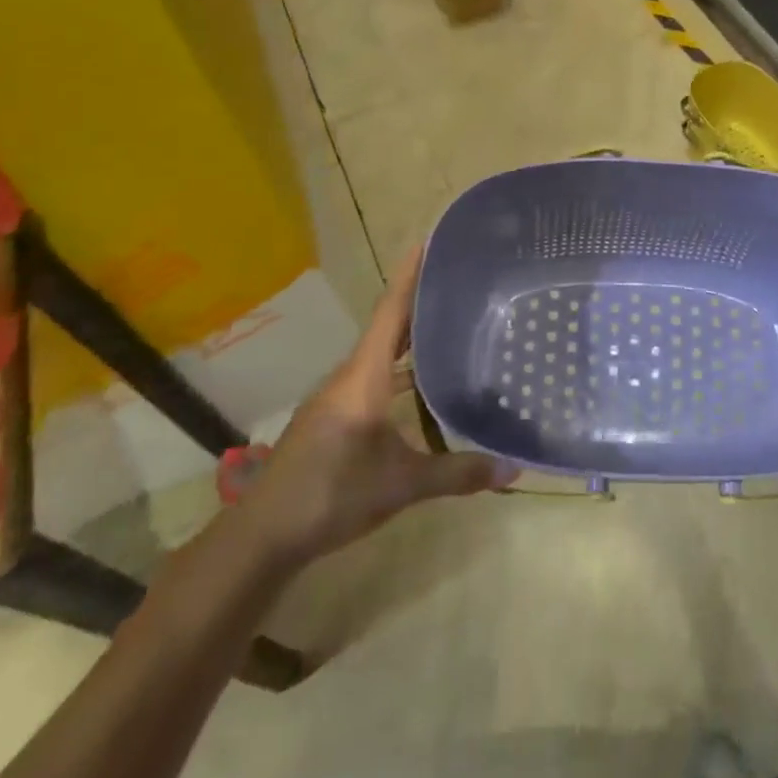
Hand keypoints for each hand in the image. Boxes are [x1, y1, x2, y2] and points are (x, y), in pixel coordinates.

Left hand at [234, 245, 515, 569]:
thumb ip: (457, 474)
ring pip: (380, 354)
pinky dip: (398, 368)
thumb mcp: (400, 486)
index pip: (390, 313)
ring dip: (409, 337)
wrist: (263, 536)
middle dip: (419, 302)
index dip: (409, 276)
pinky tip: (420, 383)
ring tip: (449, 325)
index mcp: (363, 377)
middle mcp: (349, 377)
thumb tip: (514, 469)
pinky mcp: (333, 417)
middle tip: (457, 281)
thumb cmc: (331, 495)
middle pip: (388, 328)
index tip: (427, 241)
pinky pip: (372, 376)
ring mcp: (337, 397)